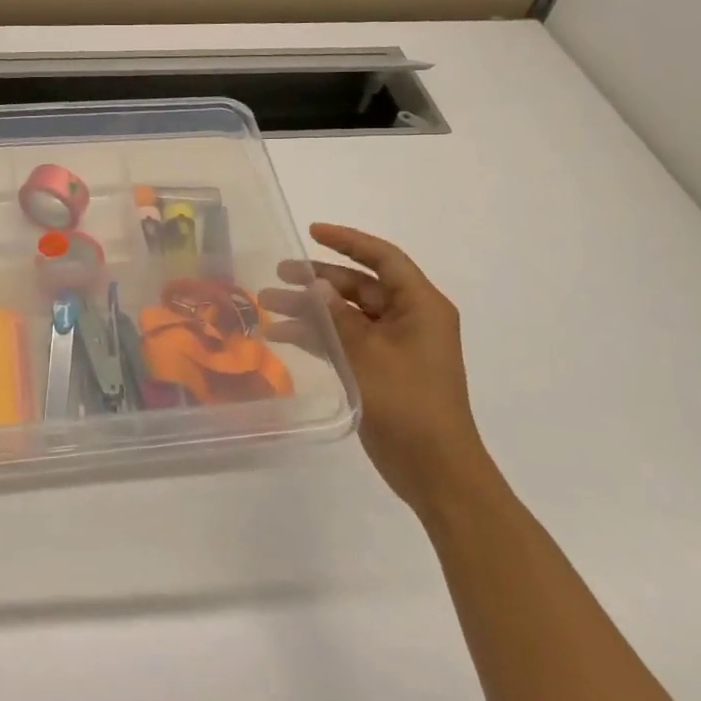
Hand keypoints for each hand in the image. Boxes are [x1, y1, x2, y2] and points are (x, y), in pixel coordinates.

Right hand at [265, 224, 488, 515]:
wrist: (434, 469)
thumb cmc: (409, 403)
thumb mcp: (368, 354)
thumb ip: (338, 317)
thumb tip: (315, 284)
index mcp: (420, 306)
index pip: (383, 259)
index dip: (348, 241)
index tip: (312, 231)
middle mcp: (408, 319)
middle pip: (358, 285)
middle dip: (317, 279)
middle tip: (278, 273)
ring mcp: (392, 345)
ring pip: (345, 313)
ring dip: (309, 308)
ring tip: (266, 304)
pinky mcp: (378, 369)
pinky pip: (343, 340)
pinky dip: (316, 335)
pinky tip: (281, 335)